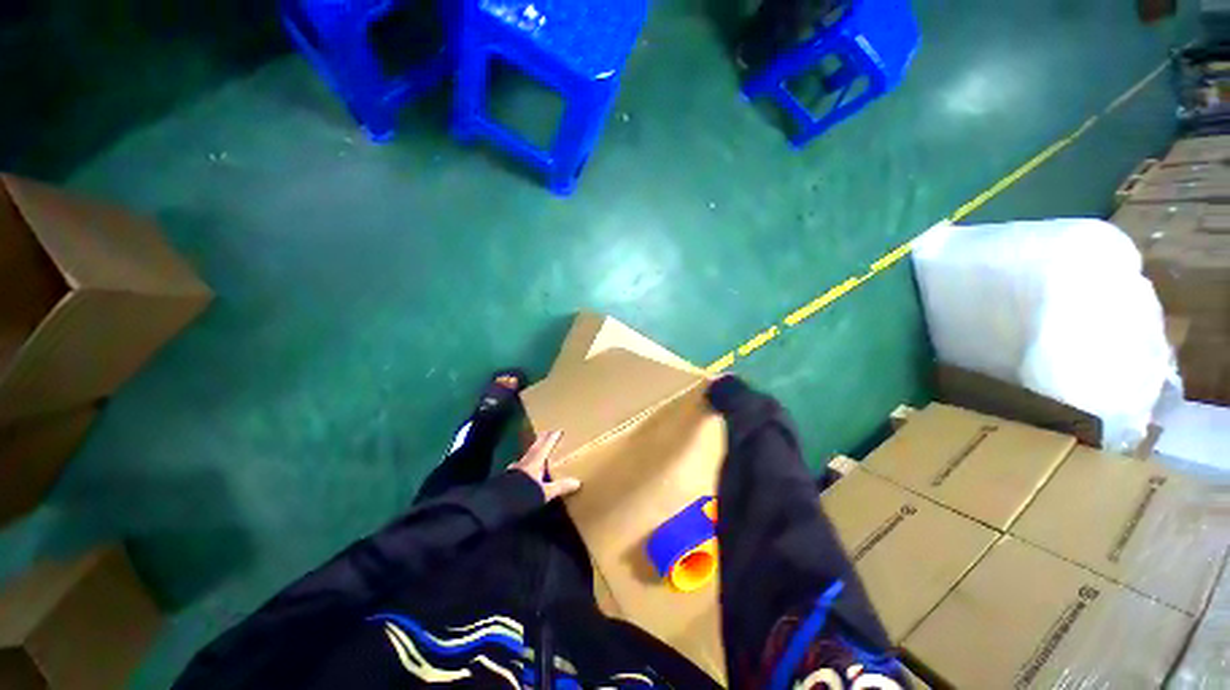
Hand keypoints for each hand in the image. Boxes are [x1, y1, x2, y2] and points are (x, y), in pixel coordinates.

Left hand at [511, 431, 581, 501]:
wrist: (498, 504)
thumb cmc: (524, 494)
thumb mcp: (545, 492)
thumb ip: (560, 486)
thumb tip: (577, 482)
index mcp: (535, 462)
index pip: (546, 446)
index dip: (552, 438)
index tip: (558, 430)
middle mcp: (525, 462)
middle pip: (535, 448)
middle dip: (541, 440)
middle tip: (546, 432)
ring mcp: (515, 469)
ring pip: (525, 456)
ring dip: (531, 451)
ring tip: (534, 449)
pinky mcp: (507, 478)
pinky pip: (518, 467)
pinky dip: (521, 465)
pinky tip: (519, 469)